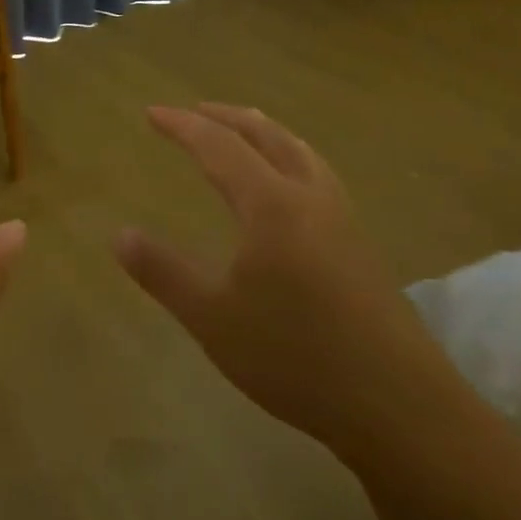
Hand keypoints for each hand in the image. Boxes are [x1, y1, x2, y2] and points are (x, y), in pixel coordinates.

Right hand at [114, 104, 455, 466]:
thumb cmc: (296, 357)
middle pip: (267, 135)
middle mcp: (309, 198)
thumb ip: (163, 272)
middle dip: (226, 117)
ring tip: (242, 131)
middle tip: (193, 111)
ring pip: (300, 152)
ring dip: (264, 131)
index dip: (183, 126)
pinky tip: (288, 187)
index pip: (219, 146)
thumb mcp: (212, 318)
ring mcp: (343, 220)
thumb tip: (119, 235)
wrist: (401, 408)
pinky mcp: (361, 246)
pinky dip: (290, 157)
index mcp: (271, 205)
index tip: (152, 112)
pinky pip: (318, 175)